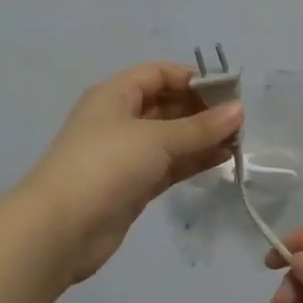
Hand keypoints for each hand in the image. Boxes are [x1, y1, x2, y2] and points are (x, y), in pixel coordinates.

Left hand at [21, 61, 243, 283]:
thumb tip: (239, 110)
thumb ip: (200, 126)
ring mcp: (126, 154)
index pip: (158, 73)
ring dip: (202, 137)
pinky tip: (223, 159)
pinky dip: (194, 160)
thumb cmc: (106, 165)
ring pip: (171, 138)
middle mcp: (120, 119)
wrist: (61, 229)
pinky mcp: (134, 185)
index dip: (193, 78)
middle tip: (241, 120)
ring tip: (239, 141)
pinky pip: (169, 165)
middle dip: (202, 109)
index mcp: (115, 95)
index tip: (229, 91)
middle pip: (167, 104)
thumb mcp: (156, 138)